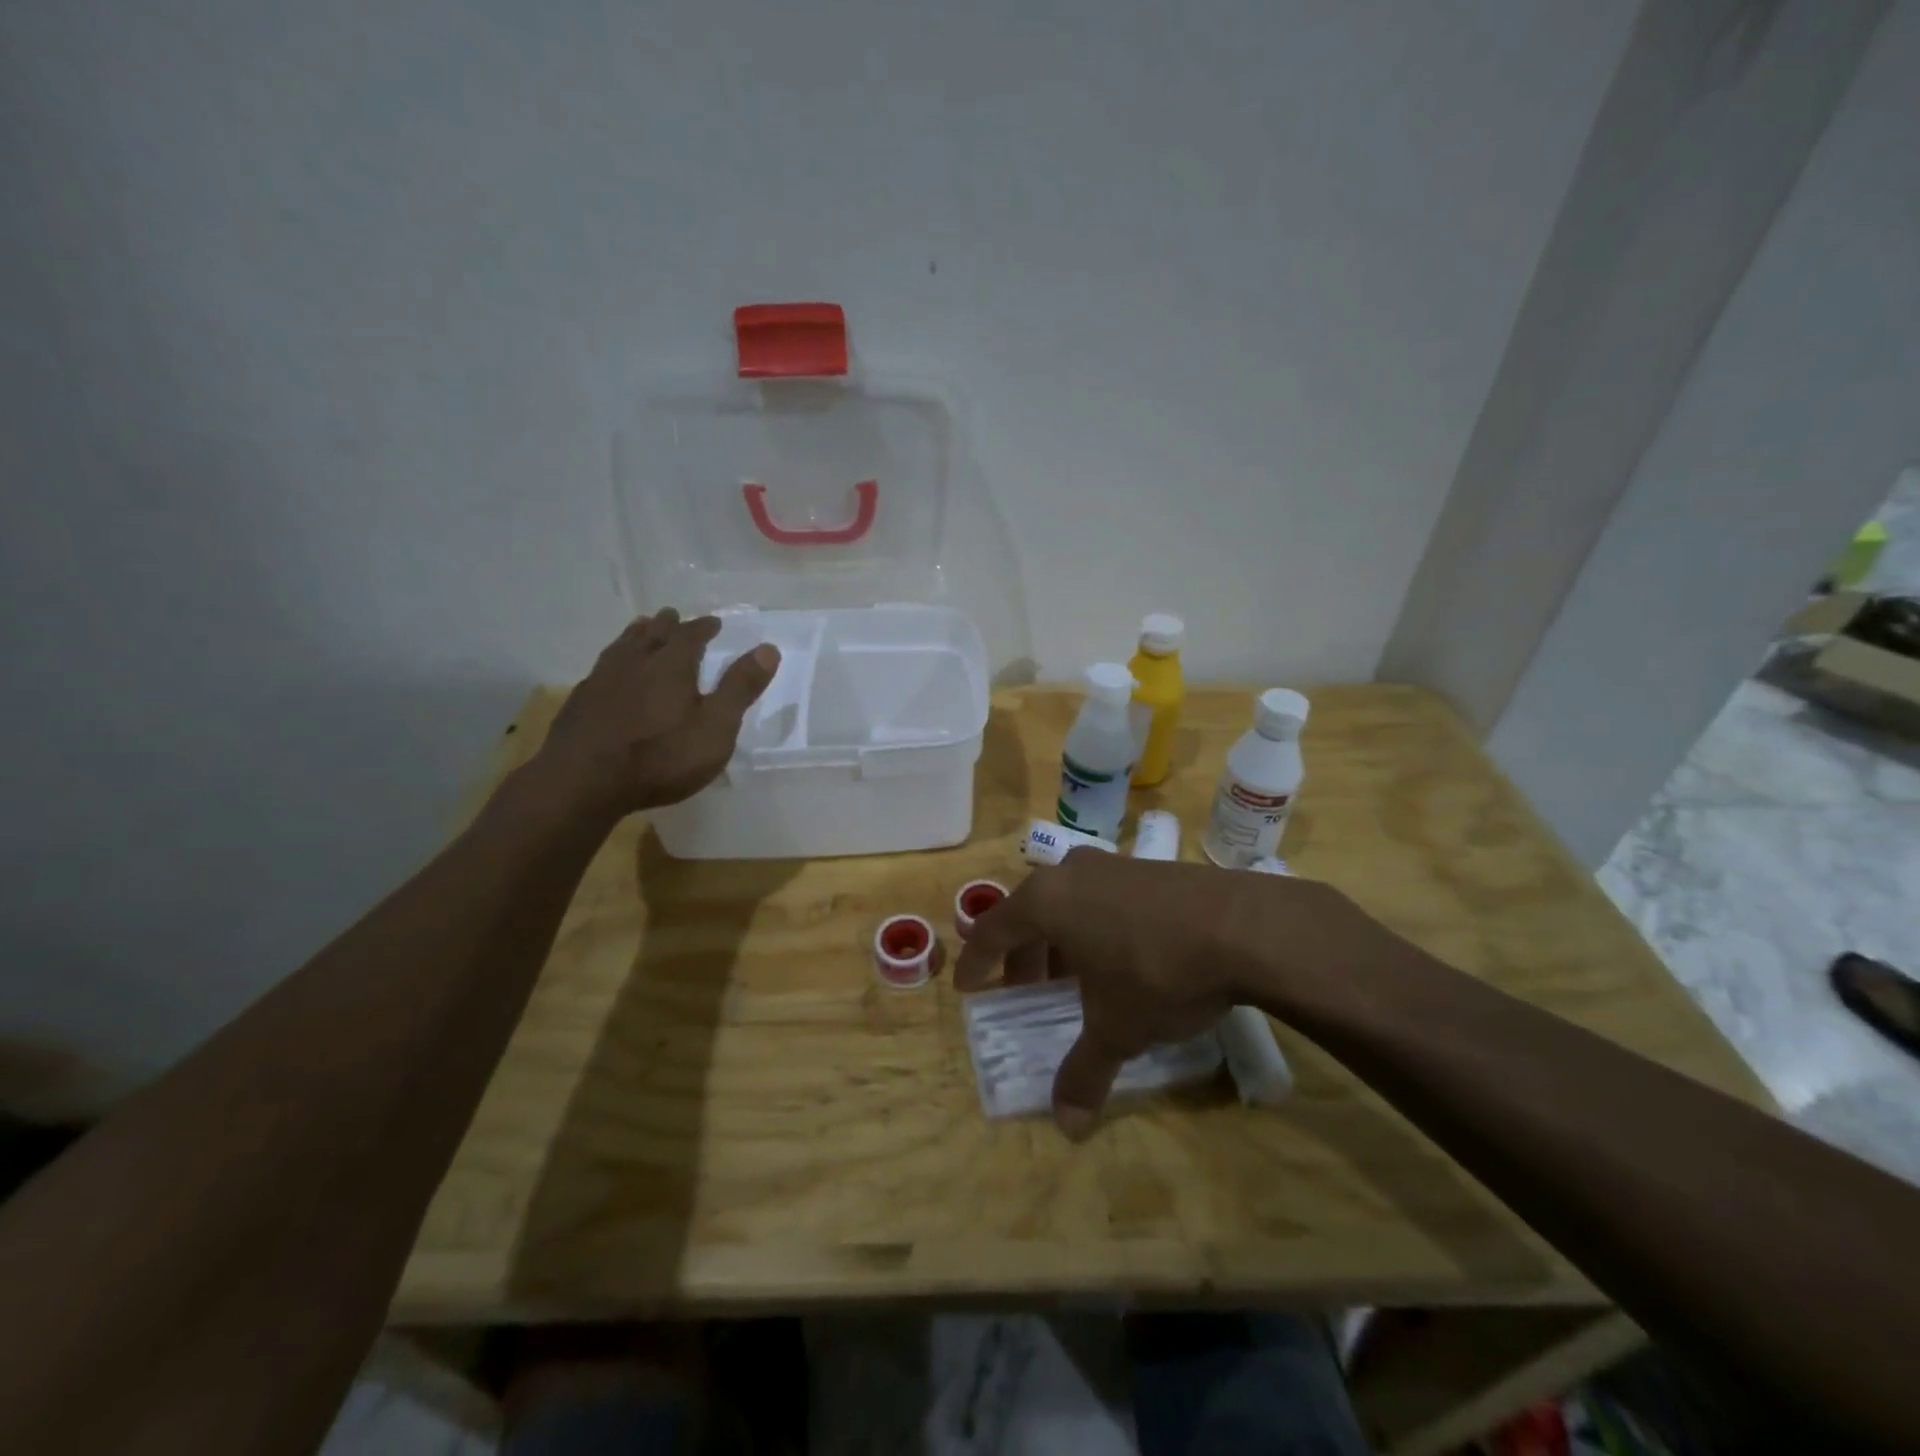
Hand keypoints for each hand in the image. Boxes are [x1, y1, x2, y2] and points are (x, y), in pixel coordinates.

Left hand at [530, 609, 778, 817]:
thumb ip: (740, 688)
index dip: (703, 627)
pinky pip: (601, 669)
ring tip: (640, 629)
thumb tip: (768, 648)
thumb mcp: (715, 727)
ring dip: (635, 635)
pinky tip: (610, 672)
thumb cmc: (661, 757)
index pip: (690, 636)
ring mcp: (602, 681)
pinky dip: (613, 661)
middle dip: (666, 625)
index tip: (713, 622)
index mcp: (671, 665)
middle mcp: (635, 663)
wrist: (583, 782)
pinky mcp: (579, 703)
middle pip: (651, 634)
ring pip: (622, 647)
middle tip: (672, 616)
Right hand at [954, 851, 1389, 1138]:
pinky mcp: (1150, 868)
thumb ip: (1084, 1072)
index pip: (993, 929)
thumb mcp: (1116, 1028)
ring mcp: (1113, 864)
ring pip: (1070, 902)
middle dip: (1024, 954)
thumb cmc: (1156, 972)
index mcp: (1046, 901)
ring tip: (1076, 978)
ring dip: (1063, 940)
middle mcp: (1071, 873)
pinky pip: (1104, 897)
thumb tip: (1067, 1126)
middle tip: (1027, 990)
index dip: (977, 961)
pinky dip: (1096, 926)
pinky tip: (1121, 958)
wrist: (1244, 926)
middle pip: (1031, 913)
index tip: (968, 986)